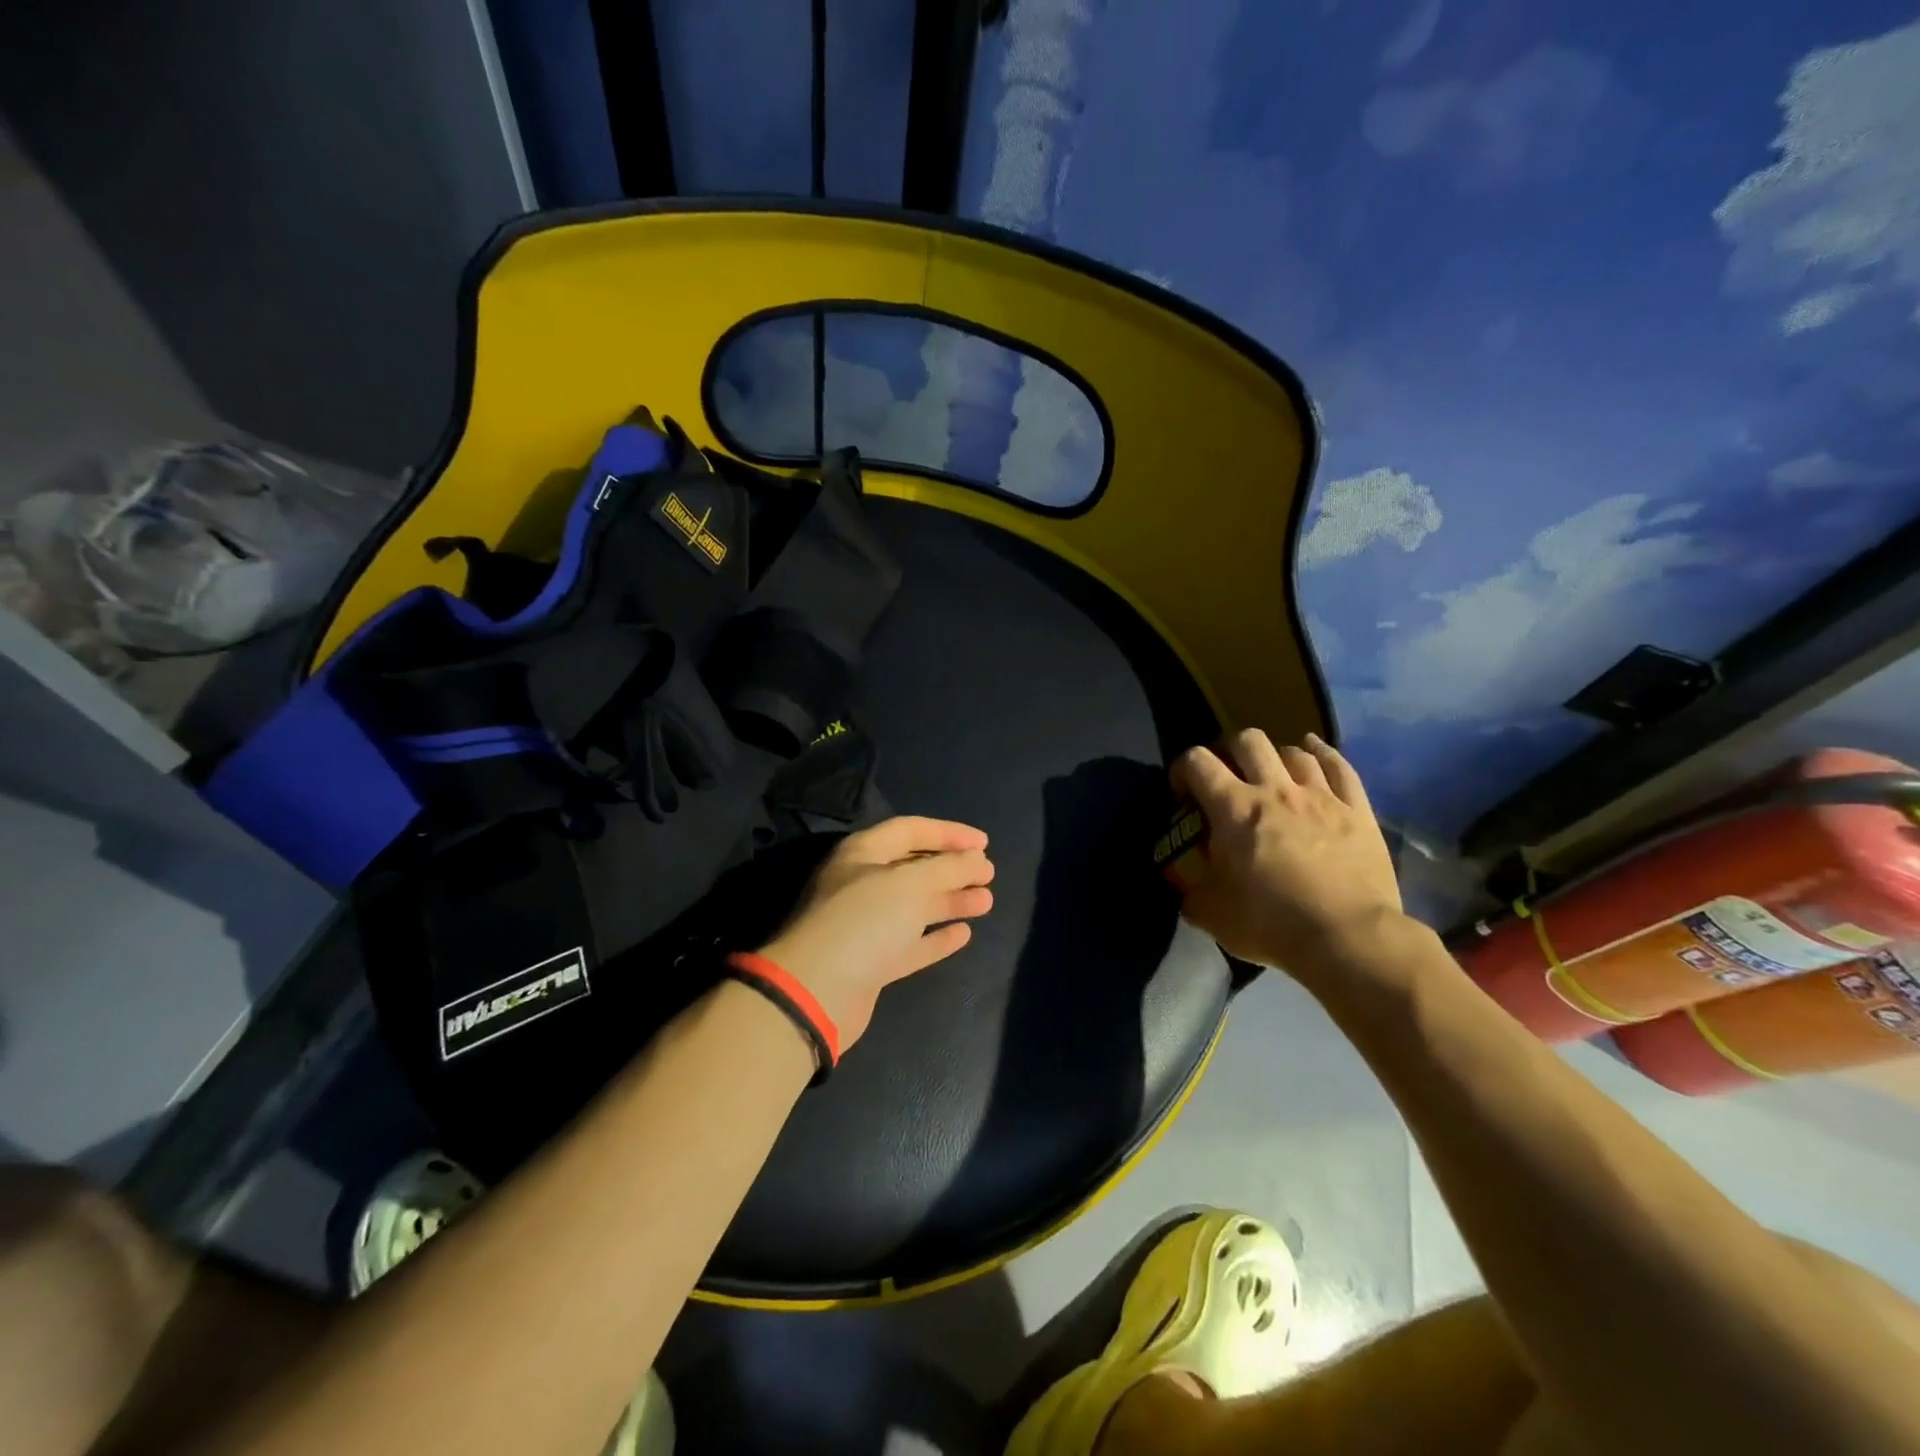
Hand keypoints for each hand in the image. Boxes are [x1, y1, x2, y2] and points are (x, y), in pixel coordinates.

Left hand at [757, 816, 994, 1046]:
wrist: (816, 992)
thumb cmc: (863, 923)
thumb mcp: (909, 884)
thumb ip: (948, 868)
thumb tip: (977, 859)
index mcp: (864, 854)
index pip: (911, 830)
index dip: (948, 833)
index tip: (984, 843)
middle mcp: (864, 884)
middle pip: (915, 868)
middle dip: (953, 868)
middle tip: (989, 873)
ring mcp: (868, 925)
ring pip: (917, 906)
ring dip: (951, 901)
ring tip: (987, 901)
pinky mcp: (874, 962)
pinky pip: (913, 943)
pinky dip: (937, 937)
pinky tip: (964, 934)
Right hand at [1171, 730, 1401, 980]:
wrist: (1348, 938)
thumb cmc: (1271, 924)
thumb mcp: (1213, 915)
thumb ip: (1194, 895)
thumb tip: (1190, 892)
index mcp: (1233, 809)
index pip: (1197, 762)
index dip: (1182, 769)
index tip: (1183, 795)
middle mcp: (1274, 790)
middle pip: (1248, 741)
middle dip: (1231, 751)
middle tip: (1229, 778)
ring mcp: (1320, 796)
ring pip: (1293, 751)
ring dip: (1276, 758)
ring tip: (1273, 776)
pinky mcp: (1357, 810)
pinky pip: (1340, 766)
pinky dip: (1323, 754)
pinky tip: (1315, 752)